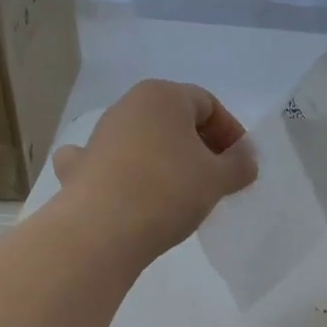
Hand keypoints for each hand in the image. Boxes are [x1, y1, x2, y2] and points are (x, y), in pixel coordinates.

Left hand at [52, 80, 256, 260]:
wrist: (101, 230)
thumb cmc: (168, 192)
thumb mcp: (217, 179)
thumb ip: (239, 164)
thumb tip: (245, 157)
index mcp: (163, 96)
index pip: (208, 104)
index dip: (231, 133)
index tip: (242, 165)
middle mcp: (127, 106)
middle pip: (174, 120)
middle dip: (199, 146)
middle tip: (217, 179)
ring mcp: (99, 136)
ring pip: (143, 141)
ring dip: (166, 160)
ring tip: (181, 194)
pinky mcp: (80, 167)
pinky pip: (110, 163)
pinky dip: (123, 173)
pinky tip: (129, 192)